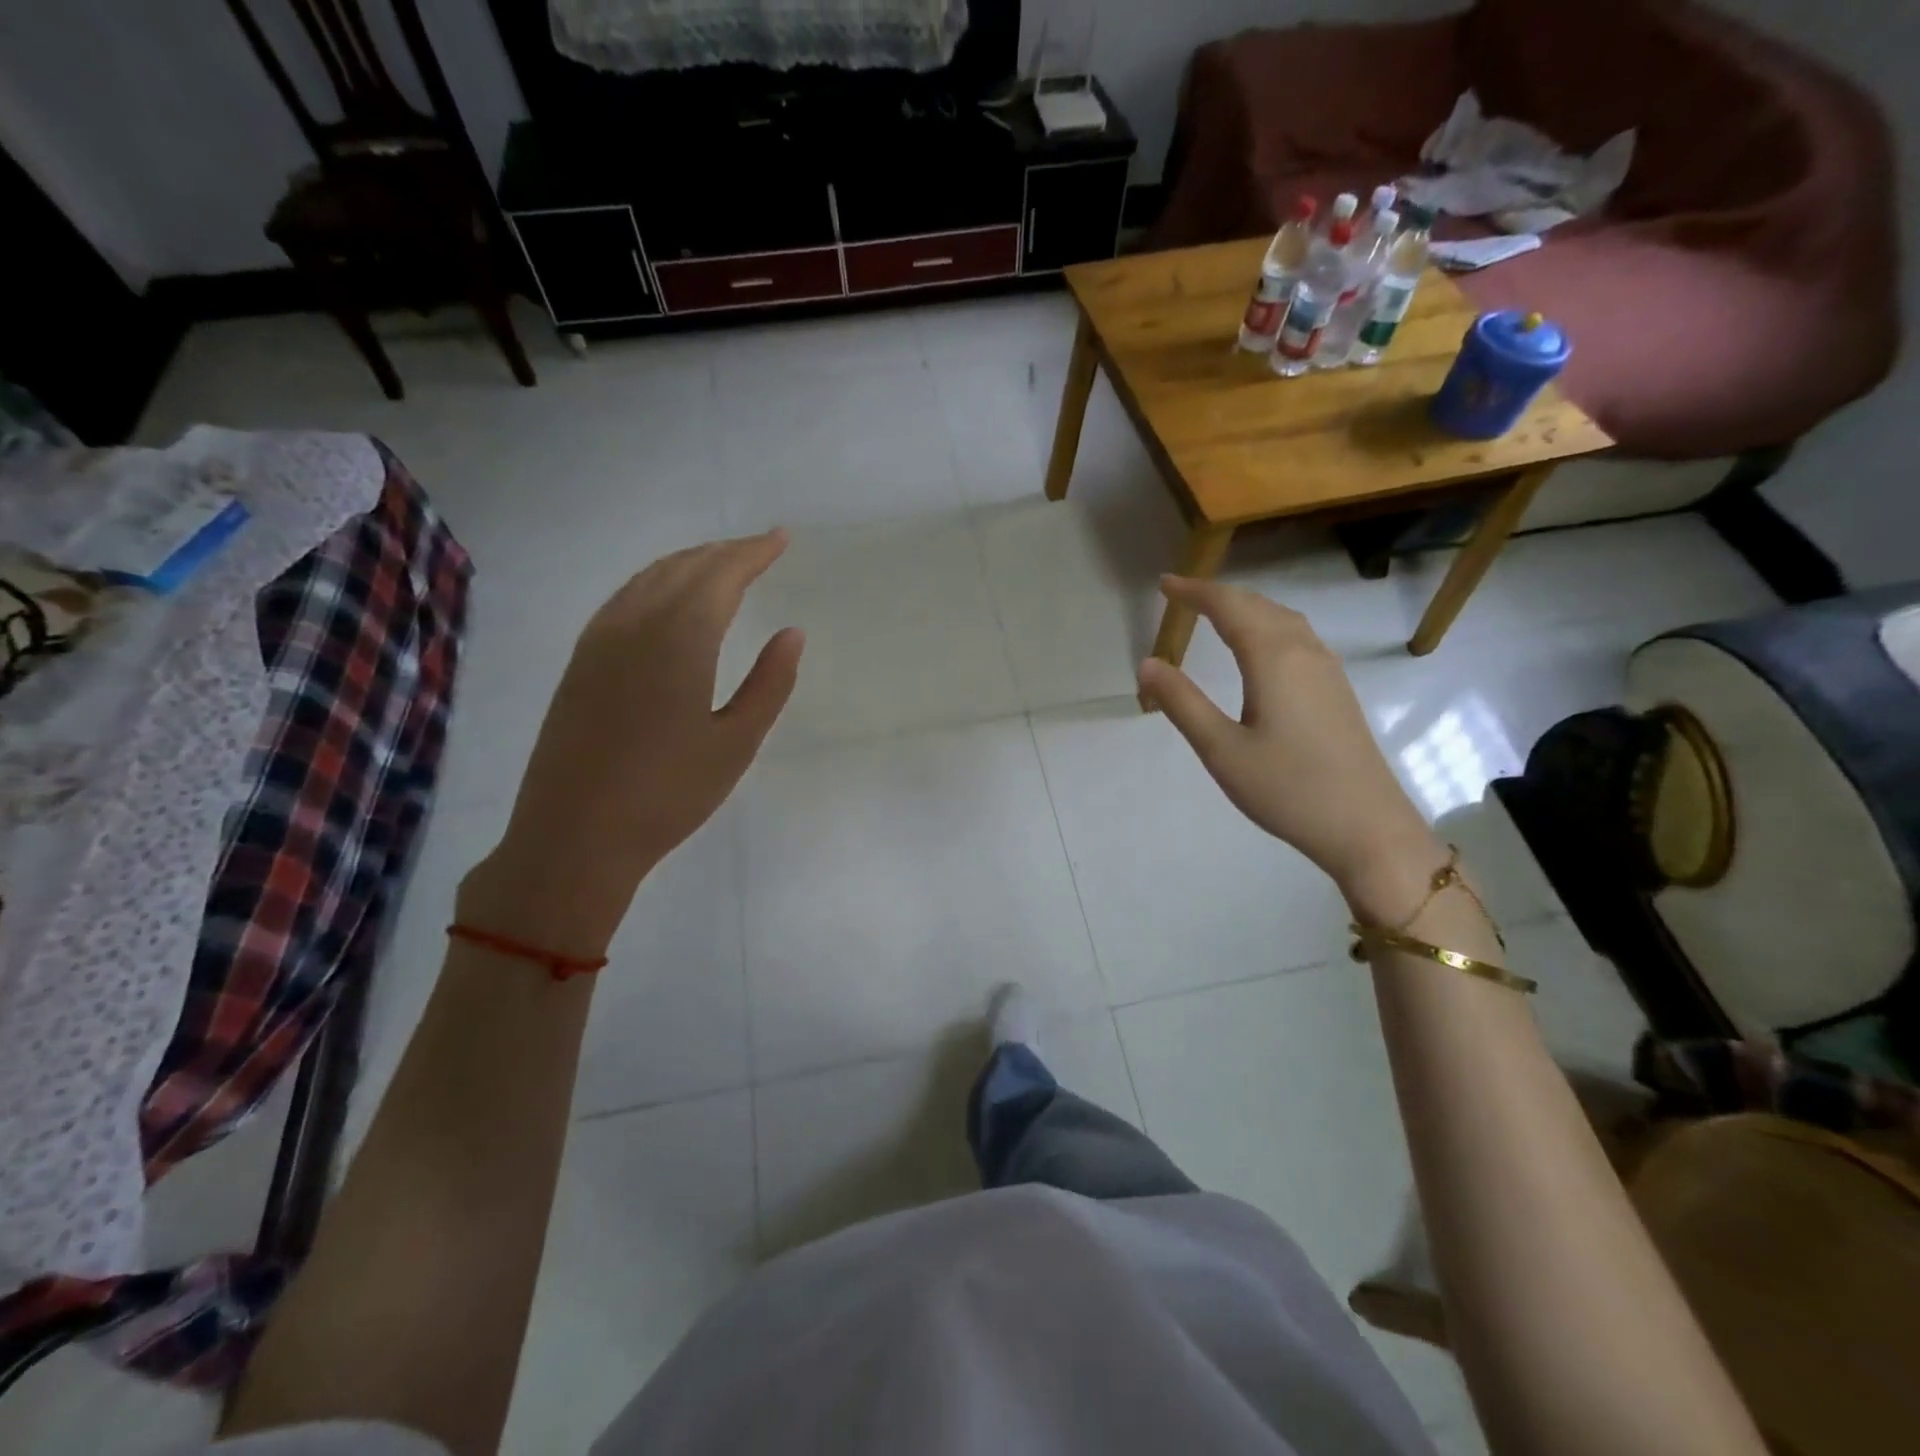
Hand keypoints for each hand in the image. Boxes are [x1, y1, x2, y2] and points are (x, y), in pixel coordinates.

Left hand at [459, 532, 802, 957]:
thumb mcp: (736, 744)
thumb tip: (792, 633)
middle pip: (685, 568)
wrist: (574, 836)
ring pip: (649, 578)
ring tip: (721, 565)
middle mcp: (635, 625)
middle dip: (725, 553)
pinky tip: (666, 598)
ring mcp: (600, 640)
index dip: (753, 552)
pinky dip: (655, 582)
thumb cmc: (668, 794)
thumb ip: (769, 683)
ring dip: (690, 563)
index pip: (722, 576)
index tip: (780, 538)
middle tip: (760, 549)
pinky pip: (624, 598)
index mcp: (679, 640)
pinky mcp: (581, 662)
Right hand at [1137, 576, 1440, 900]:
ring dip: (1246, 607)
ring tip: (1216, 613)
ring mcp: (1327, 670)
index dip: (1195, 591)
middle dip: (1218, 595)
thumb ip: (1182, 702)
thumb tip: (1148, 663)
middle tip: (1183, 595)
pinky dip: (1268, 625)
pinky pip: (1298, 637)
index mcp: (1273, 659)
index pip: (1229, 607)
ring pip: (1282, 619)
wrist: (1367, 827)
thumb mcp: (1222, 750)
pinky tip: (1261, 647)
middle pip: (1258, 605)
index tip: (1165, 584)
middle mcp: (1304, 652)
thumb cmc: (1288, 789)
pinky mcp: (1337, 690)